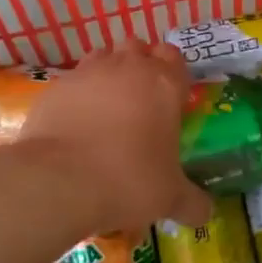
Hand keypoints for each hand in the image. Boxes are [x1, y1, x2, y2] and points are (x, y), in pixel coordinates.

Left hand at [13, 42, 209, 234]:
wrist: (58, 181)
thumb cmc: (128, 180)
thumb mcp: (169, 198)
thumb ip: (192, 203)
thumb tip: (206, 215)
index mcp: (164, 84)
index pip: (174, 56)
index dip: (173, 71)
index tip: (170, 96)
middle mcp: (127, 67)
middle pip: (138, 47)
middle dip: (140, 64)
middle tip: (140, 100)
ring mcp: (87, 73)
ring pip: (103, 56)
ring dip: (108, 72)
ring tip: (107, 107)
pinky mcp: (55, 87)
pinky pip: (73, 80)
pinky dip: (77, 94)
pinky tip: (76, 122)